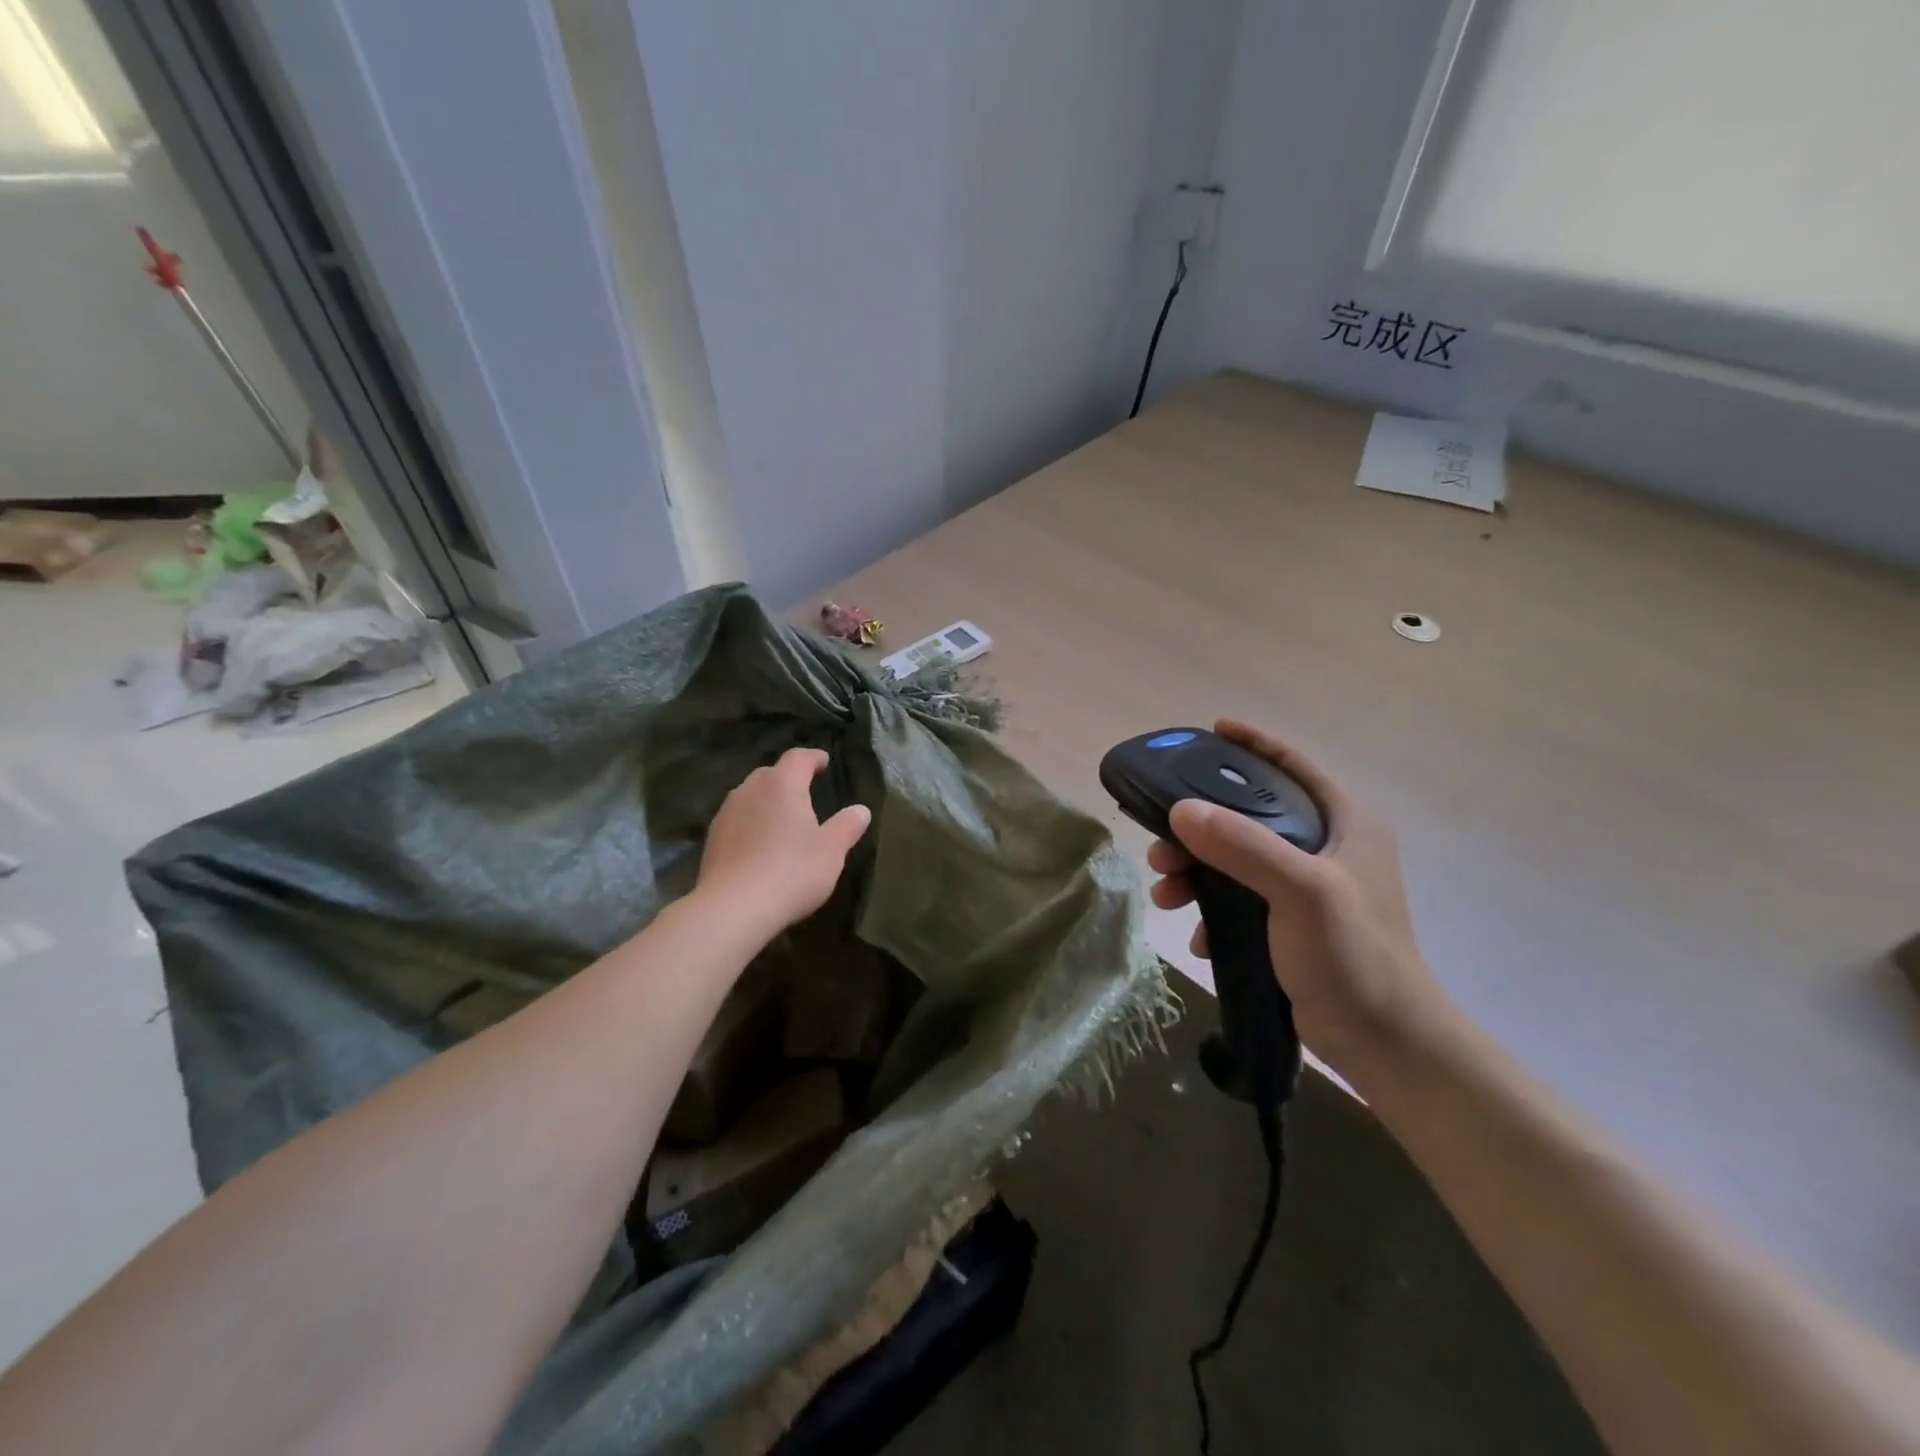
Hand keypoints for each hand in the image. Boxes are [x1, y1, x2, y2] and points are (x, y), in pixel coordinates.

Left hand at [696, 749, 871, 940]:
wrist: (732, 908)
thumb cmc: (791, 872)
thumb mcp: (831, 851)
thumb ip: (847, 826)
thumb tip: (861, 810)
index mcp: (782, 785)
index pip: (798, 758)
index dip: (813, 758)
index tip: (824, 762)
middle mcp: (750, 790)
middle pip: (770, 774)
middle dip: (788, 778)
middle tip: (805, 791)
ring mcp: (726, 814)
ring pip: (750, 796)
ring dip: (767, 801)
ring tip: (782, 818)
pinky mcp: (712, 839)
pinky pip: (737, 820)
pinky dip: (751, 823)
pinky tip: (759, 844)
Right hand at [1147, 719, 1453, 1082]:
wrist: (1385, 1044)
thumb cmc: (1353, 955)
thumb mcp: (1301, 891)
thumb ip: (1243, 845)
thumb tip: (1180, 810)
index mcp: (1345, 822)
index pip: (1293, 764)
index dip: (1253, 743)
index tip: (1209, 731)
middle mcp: (1328, 846)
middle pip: (1251, 816)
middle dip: (1200, 827)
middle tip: (1161, 844)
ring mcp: (1310, 887)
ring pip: (1237, 860)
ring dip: (1196, 873)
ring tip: (1165, 895)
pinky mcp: (1292, 924)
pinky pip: (1240, 900)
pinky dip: (1213, 911)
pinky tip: (1198, 936)